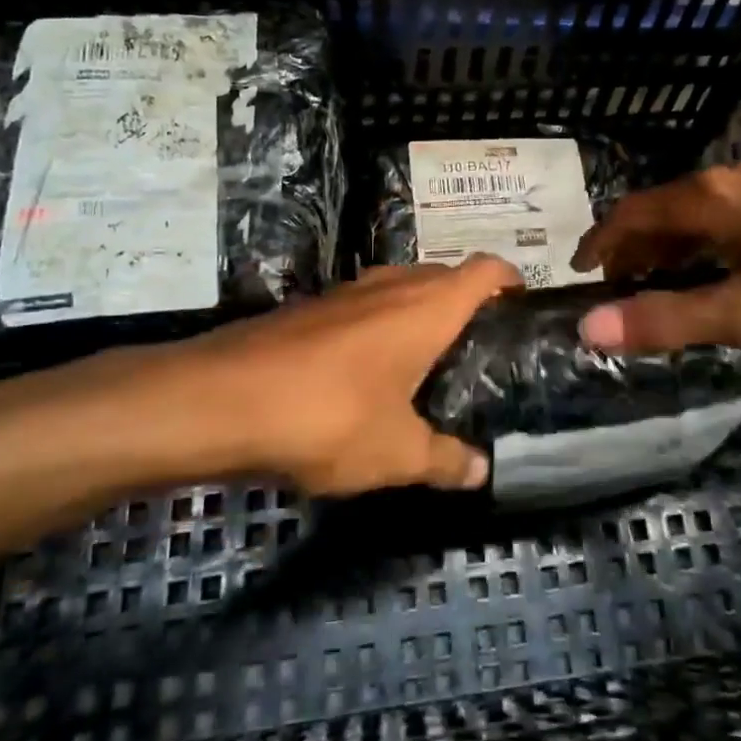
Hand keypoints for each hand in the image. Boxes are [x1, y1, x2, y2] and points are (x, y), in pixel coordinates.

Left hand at [149, 256, 521, 495]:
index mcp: (426, 307)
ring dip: (417, 312)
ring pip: (398, 288)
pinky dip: (378, 326)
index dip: (509, 279)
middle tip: (479, 347)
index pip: (484, 269)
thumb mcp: (396, 453)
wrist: (220, 399)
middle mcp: (389, 287)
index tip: (520, 306)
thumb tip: (480, 471)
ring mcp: (344, 294)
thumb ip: (444, 460)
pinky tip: (367, 373)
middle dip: (465, 301)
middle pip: (443, 274)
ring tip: (428, 360)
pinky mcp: (307, 310)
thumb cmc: (329, 416)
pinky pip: (361, 308)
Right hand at [569, 163, 740, 358]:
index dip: (601, 242)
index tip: (579, 271)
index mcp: (709, 199)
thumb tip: (587, 330)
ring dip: (670, 249)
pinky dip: (704, 245)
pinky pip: (728, 218)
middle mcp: (731, 180)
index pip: (632, 213)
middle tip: (617, 290)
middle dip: (634, 249)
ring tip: (660, 286)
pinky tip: (720, 273)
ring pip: (697, 214)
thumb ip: (666, 320)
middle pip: (662, 210)